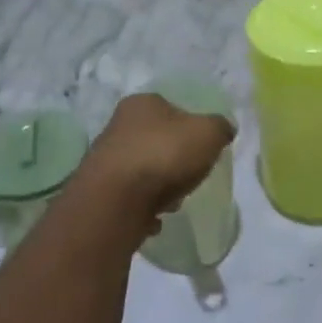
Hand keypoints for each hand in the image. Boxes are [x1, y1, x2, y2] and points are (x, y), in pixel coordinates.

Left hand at [81, 93, 233, 228]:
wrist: (114, 201)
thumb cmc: (163, 155)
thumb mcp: (208, 133)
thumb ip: (220, 128)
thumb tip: (223, 130)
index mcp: (142, 103)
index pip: (171, 109)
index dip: (189, 129)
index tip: (201, 150)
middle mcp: (117, 125)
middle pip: (156, 141)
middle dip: (174, 162)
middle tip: (188, 178)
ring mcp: (104, 160)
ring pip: (143, 171)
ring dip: (159, 187)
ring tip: (171, 203)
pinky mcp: (98, 193)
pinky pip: (129, 200)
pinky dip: (142, 209)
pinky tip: (153, 219)